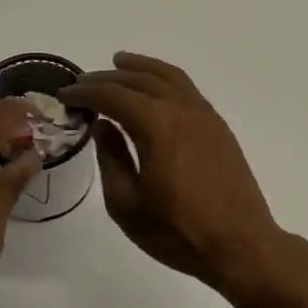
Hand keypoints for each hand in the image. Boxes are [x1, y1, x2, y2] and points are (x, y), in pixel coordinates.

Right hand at [63, 53, 289, 291]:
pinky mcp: (218, 127)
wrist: (241, 245)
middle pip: (140, 80)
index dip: (86, 92)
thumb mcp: (127, 204)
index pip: (113, 96)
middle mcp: (182, 109)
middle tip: (84, 81)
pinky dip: (165, 78)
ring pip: (169, 76)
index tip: (65, 94)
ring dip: (141, 67)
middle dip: (108, 78)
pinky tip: (156, 87)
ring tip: (119, 62)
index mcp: (156, 125)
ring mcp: (204, 115)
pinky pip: (187, 88)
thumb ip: (111, 159)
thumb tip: (102, 126)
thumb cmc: (178, 232)